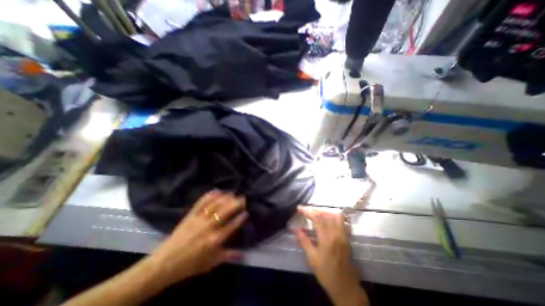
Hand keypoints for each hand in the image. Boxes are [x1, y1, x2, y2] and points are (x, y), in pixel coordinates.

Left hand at [149, 190, 247, 285]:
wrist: (165, 264)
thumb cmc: (191, 264)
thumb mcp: (212, 263)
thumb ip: (229, 256)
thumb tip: (245, 254)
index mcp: (215, 240)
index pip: (232, 226)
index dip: (240, 218)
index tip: (246, 211)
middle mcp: (209, 227)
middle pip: (225, 212)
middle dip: (235, 203)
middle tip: (243, 198)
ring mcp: (199, 219)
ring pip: (215, 205)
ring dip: (225, 198)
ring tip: (232, 193)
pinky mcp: (190, 215)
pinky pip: (201, 203)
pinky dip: (209, 195)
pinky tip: (216, 190)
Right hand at [294, 208, 365, 304]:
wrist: (345, 286)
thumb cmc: (325, 272)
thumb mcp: (312, 258)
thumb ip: (304, 241)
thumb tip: (295, 229)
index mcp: (327, 238)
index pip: (317, 218)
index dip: (307, 211)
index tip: (299, 208)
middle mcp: (337, 233)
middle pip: (326, 214)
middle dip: (315, 210)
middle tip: (307, 210)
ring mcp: (344, 235)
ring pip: (336, 216)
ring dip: (325, 212)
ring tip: (317, 214)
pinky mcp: (347, 238)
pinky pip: (342, 222)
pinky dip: (334, 218)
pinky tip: (328, 220)